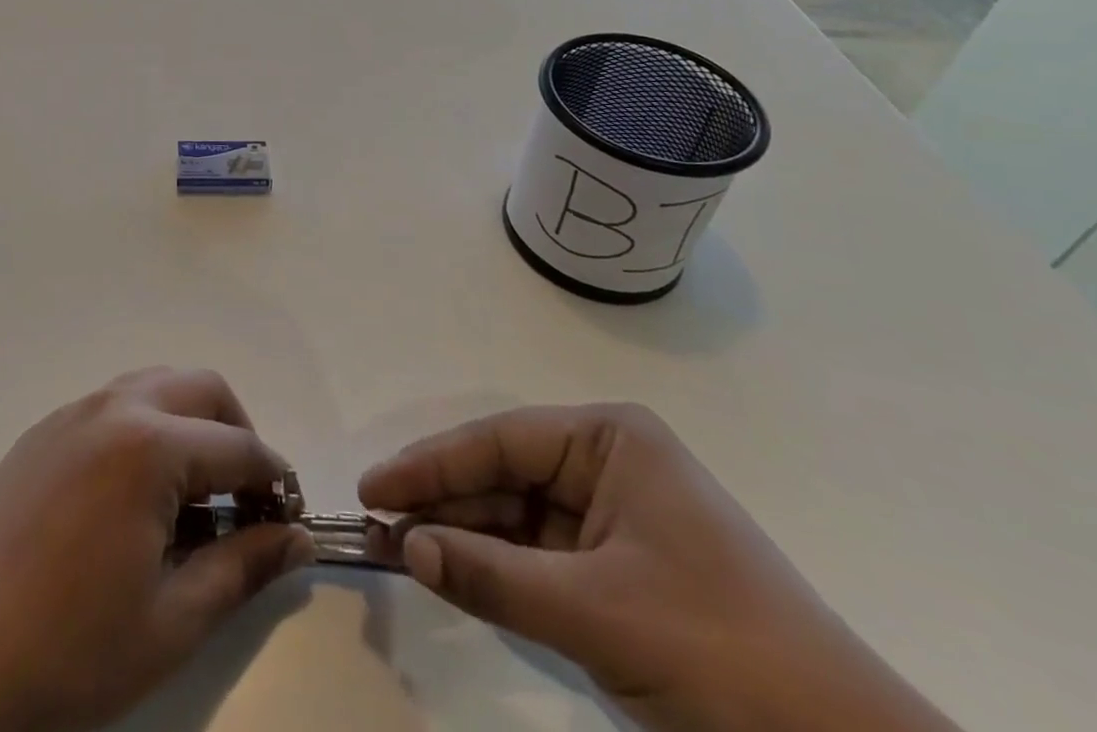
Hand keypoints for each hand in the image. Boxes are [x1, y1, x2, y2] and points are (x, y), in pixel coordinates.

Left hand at [0, 368, 312, 731]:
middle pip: (200, 387)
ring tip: (194, 491)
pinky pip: (111, 405)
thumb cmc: (72, 653)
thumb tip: (296, 538)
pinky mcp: (42, 431)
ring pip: (154, 385)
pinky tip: (134, 492)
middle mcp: (113, 408)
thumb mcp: (173, 620)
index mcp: (149, 446)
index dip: (276, 480)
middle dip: (236, 431)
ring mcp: (72, 413)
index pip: (238, 448)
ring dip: (189, 421)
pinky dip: (144, 427)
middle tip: (246, 495)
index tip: (292, 515)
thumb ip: (244, 567)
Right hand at [359, 404, 961, 731]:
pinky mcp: (624, 573)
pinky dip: (498, 570)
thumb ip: (492, 576)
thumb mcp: (597, 613)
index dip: (431, 465)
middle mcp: (610, 464)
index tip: (373, 489)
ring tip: (403, 552)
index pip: (500, 442)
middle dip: (444, 504)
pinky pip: (542, 558)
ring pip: (518, 518)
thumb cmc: (723, 656)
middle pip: (504, 476)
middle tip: (379, 527)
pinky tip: (455, 576)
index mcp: (611, 440)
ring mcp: (617, 519)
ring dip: (465, 538)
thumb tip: (405, 547)